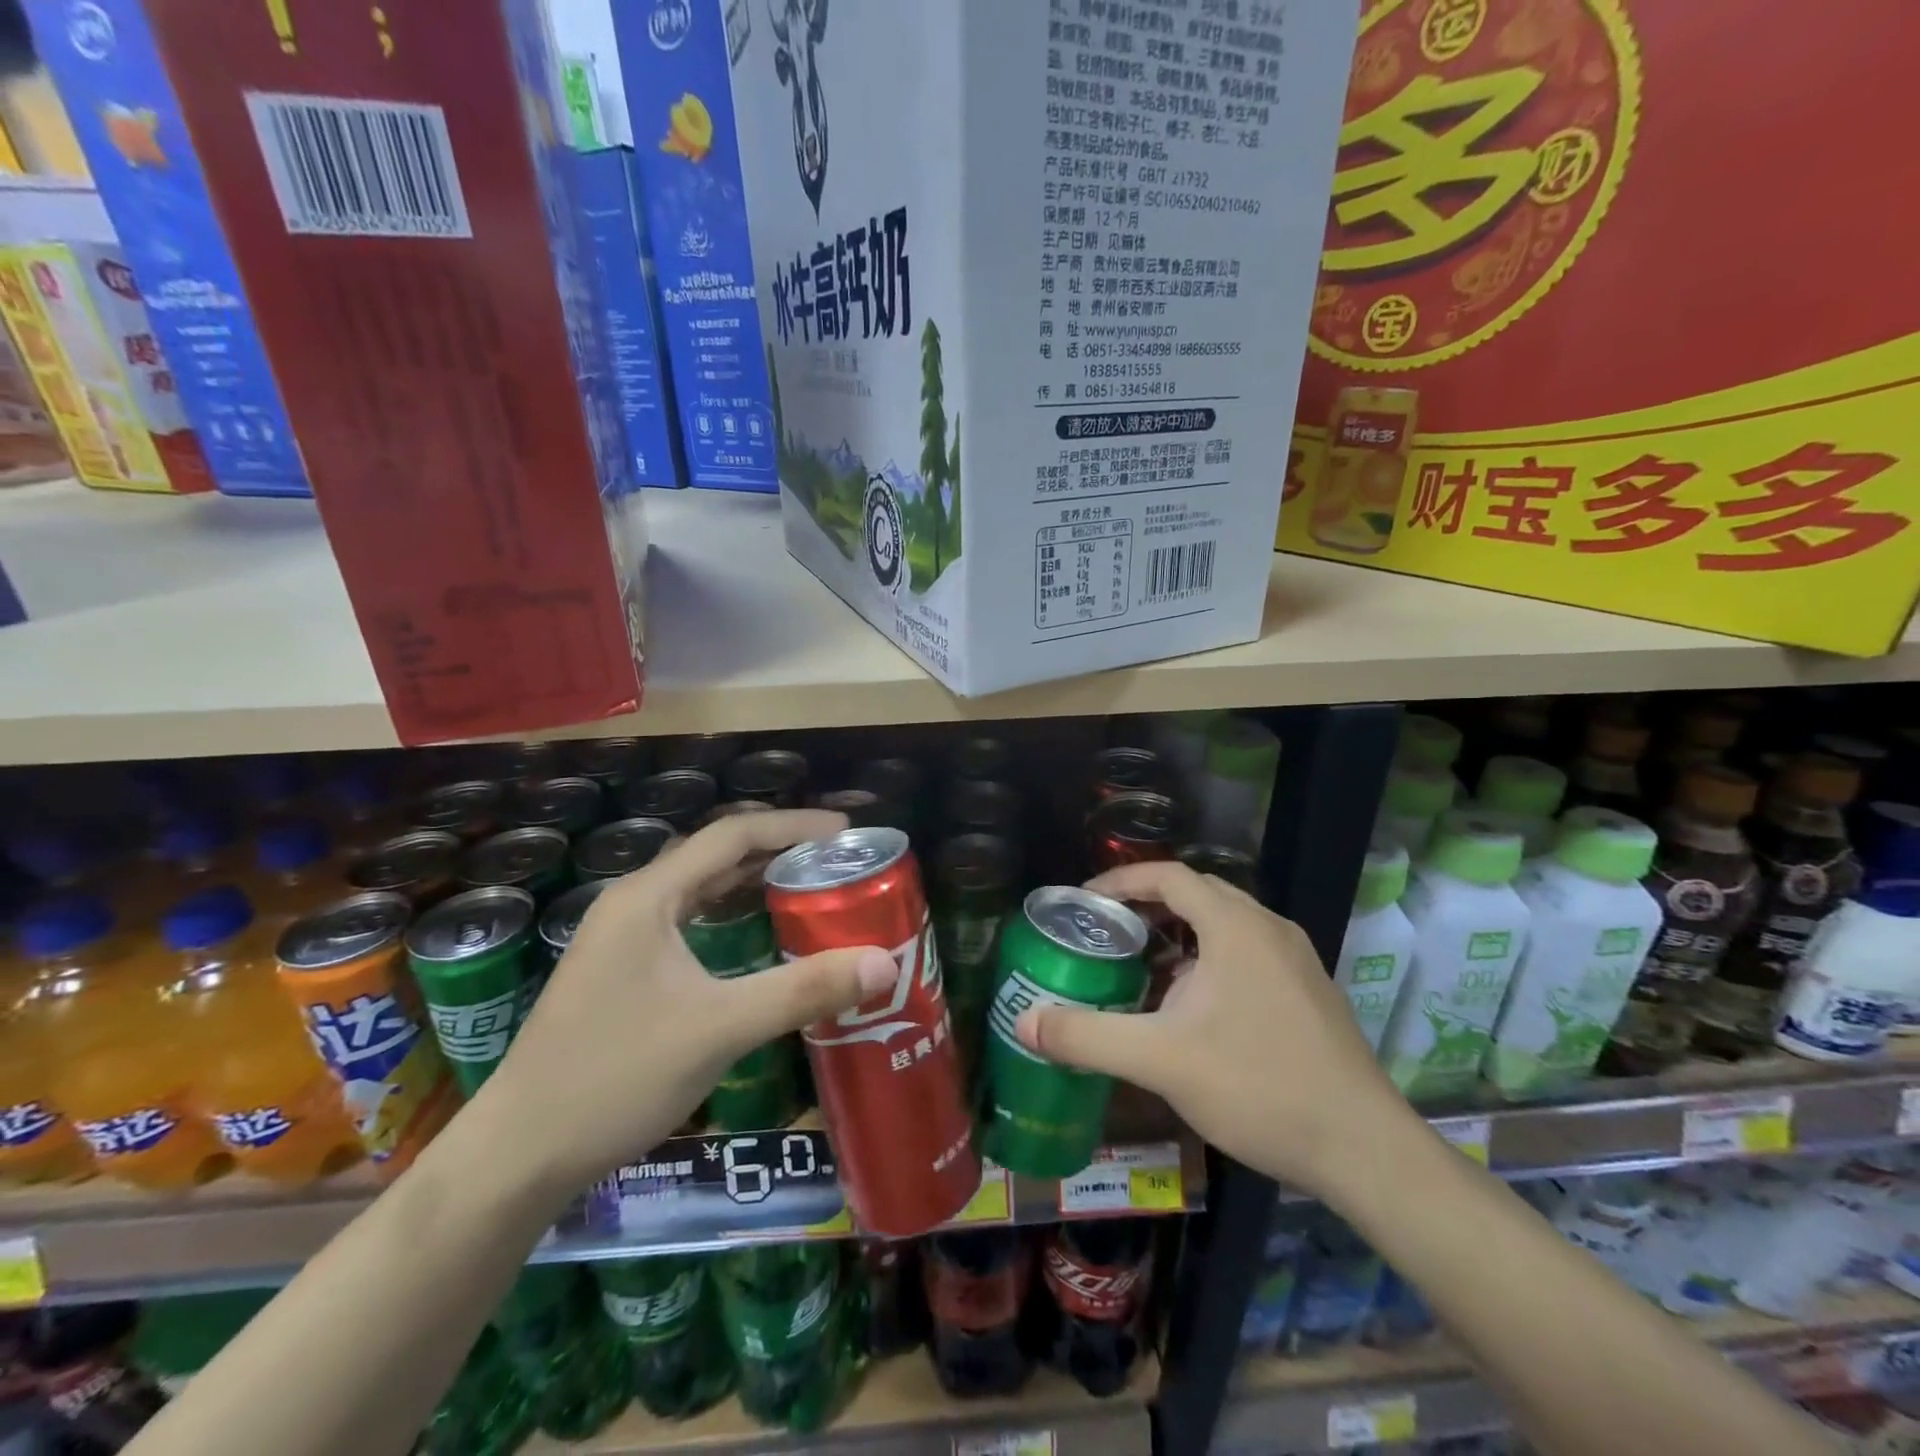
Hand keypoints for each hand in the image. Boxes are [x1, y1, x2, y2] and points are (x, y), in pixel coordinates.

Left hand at [468, 810, 896, 1197]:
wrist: (517, 1155)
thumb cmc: (615, 1077)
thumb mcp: (719, 1029)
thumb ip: (803, 990)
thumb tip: (884, 963)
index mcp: (649, 896)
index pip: (732, 834)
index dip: (793, 826)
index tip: (846, 832)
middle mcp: (634, 903)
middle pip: (717, 855)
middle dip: (779, 851)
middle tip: (837, 863)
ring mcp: (623, 938)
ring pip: (702, 889)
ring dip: (755, 883)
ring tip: (811, 888)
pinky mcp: (623, 970)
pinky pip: (690, 921)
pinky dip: (732, 916)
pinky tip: (759, 936)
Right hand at [1016, 860, 1416, 1193]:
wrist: (1364, 1149)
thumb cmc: (1258, 1086)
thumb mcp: (1160, 1060)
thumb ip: (1087, 1037)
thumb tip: (1024, 1021)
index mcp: (1235, 926)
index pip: (1169, 876)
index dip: (1122, 882)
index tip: (1085, 902)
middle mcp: (1268, 928)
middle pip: (1197, 894)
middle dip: (1147, 906)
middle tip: (1107, 933)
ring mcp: (1295, 958)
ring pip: (1225, 924)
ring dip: (1180, 934)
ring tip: (1141, 965)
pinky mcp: (1309, 990)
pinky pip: (1247, 951)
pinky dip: (1209, 957)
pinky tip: (1192, 1006)